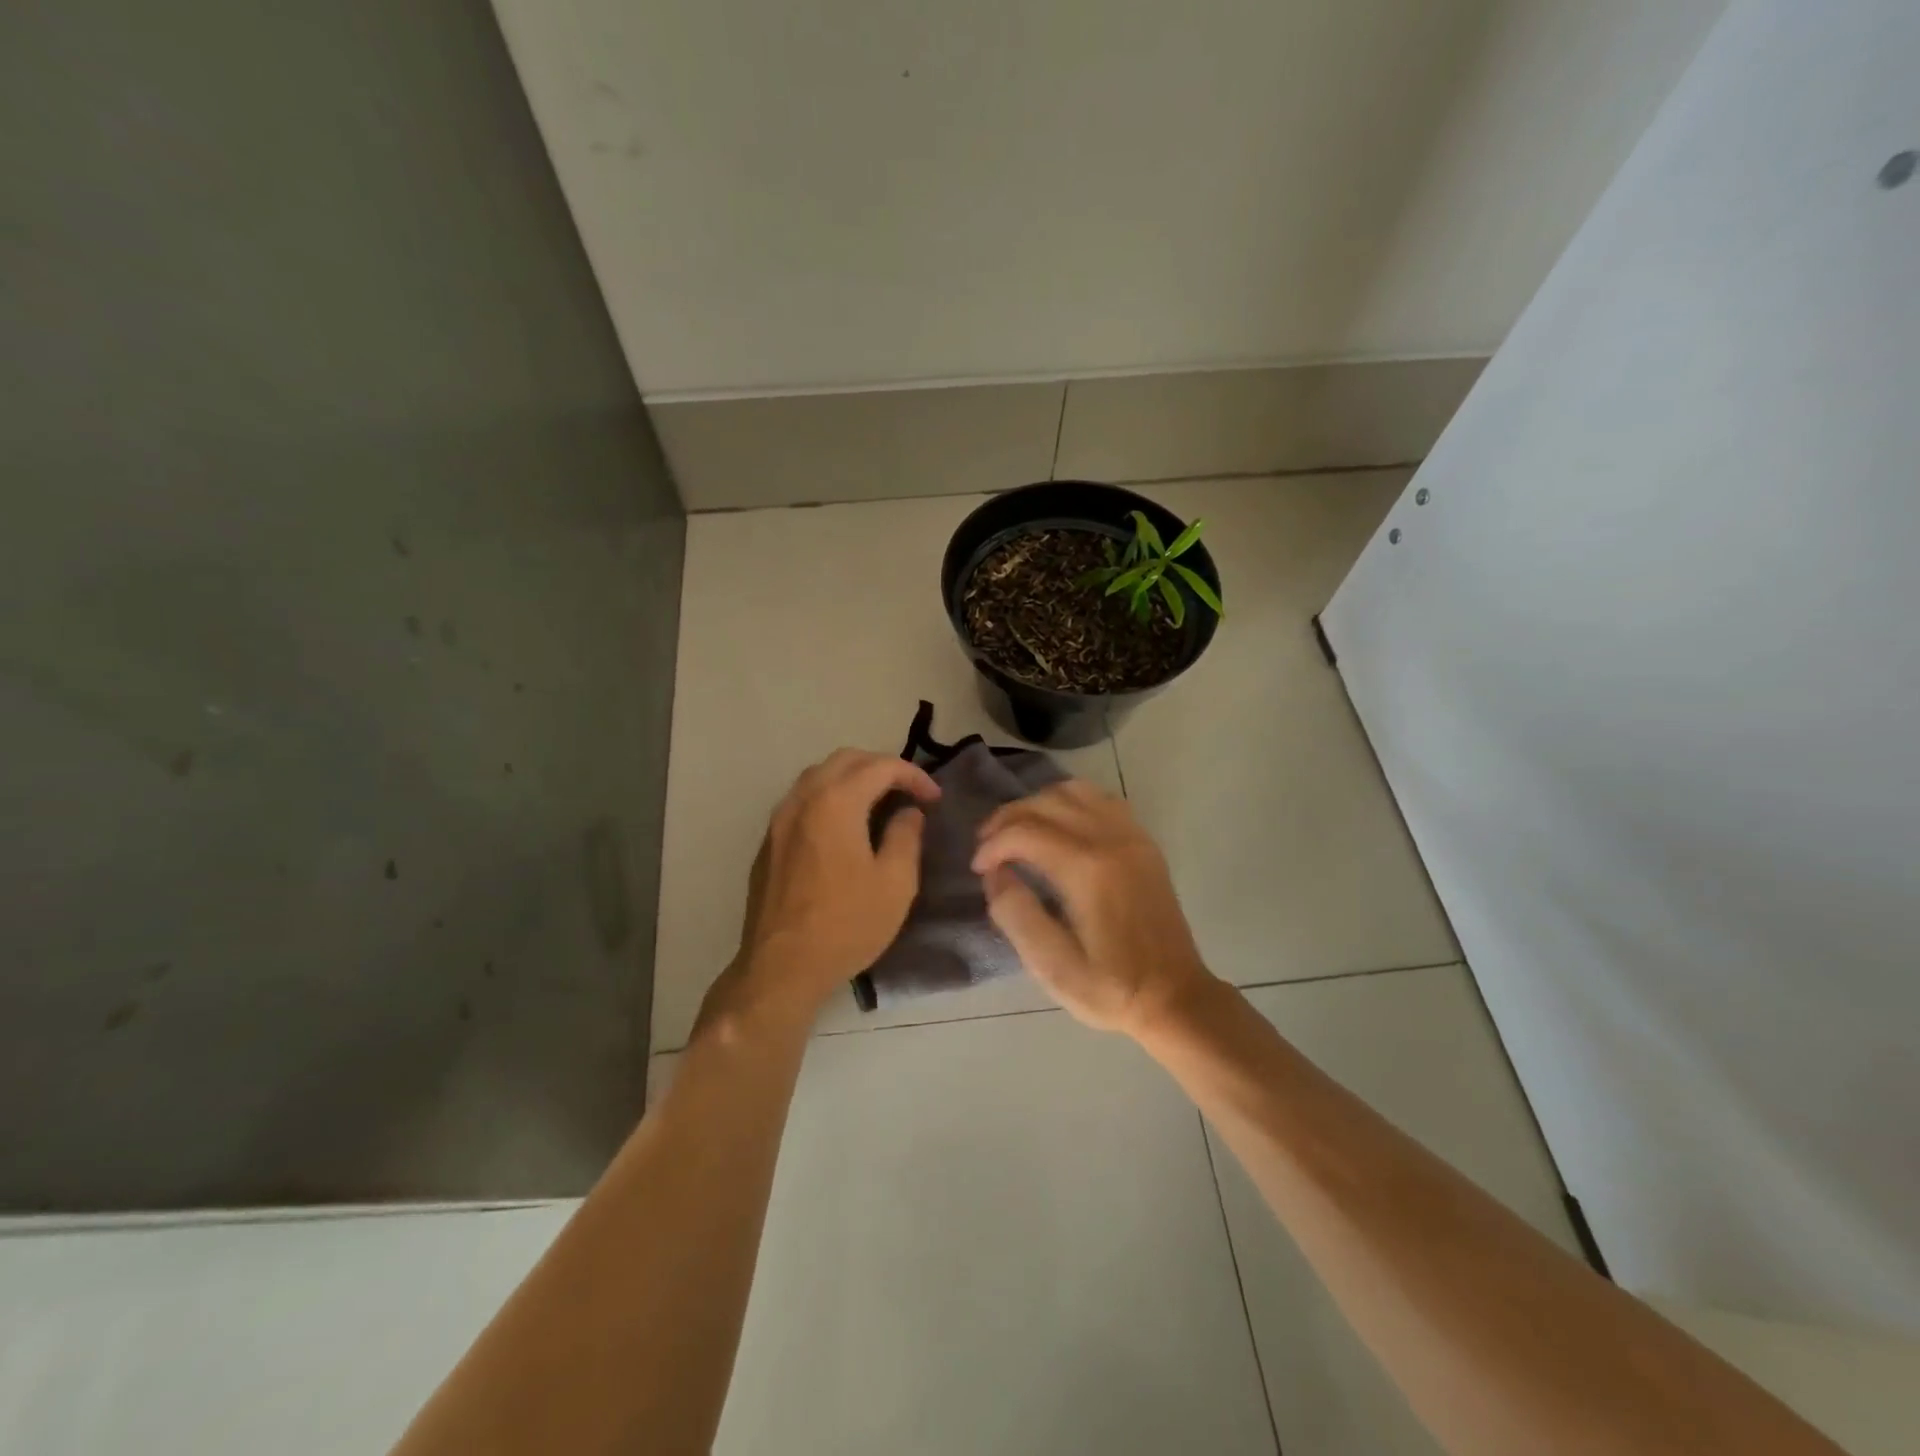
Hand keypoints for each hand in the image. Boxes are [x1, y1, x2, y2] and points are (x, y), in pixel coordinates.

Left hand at [720, 749, 940, 1024]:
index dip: (913, 776)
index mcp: (836, 802)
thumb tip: (908, 812)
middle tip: (908, 791)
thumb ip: (906, 836)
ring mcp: (779, 820)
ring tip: (879, 802)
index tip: (934, 799)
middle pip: (845, 760)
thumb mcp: (896, 883)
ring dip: (852, 779)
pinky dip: (829, 797)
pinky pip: (802, 801)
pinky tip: (844, 826)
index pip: (880, 767)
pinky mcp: (769, 842)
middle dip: (881, 767)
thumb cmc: (846, 924)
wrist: (782, 967)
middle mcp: (802, 800)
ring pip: (818, 777)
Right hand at [972, 781, 1212, 1037]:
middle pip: (1047, 802)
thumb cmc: (1111, 989)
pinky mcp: (1144, 842)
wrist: (1175, 997)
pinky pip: (1101, 800)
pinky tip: (1058, 827)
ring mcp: (1132, 836)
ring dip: (1038, 804)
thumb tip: (995, 874)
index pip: (1025, 831)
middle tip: (986, 846)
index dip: (992, 844)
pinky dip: (1071, 802)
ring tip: (1018, 831)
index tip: (977, 869)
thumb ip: (1017, 916)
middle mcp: (1111, 840)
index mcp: (1088, 870)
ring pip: (1074, 791)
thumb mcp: (1053, 968)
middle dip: (1008, 818)